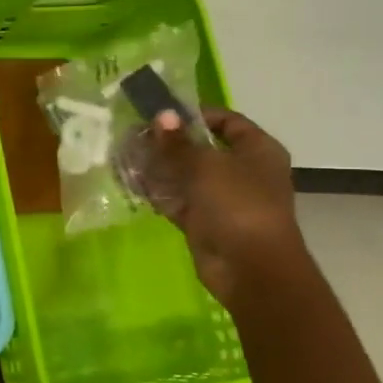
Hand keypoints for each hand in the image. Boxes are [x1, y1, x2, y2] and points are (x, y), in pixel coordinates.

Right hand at [143, 107, 306, 309]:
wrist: (251, 268)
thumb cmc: (238, 205)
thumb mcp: (206, 166)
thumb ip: (178, 142)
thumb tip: (162, 115)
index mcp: (257, 150)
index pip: (226, 121)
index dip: (195, 114)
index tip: (162, 113)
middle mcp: (242, 171)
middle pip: (201, 149)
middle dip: (168, 143)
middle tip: (134, 135)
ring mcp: (222, 199)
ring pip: (185, 176)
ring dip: (157, 167)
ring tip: (125, 156)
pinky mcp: (203, 222)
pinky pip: (177, 201)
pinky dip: (157, 193)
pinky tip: (130, 182)